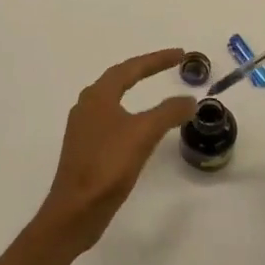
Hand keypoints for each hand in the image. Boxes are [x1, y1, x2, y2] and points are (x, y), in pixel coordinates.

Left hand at [36, 50, 196, 252]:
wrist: (76, 210)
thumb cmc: (107, 166)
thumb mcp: (143, 134)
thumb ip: (168, 112)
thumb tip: (188, 99)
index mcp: (97, 96)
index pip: (130, 68)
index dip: (156, 59)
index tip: (180, 54)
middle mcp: (86, 106)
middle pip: (119, 79)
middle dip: (145, 70)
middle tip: (170, 66)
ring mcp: (84, 129)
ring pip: (114, 101)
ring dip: (136, 92)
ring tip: (157, 92)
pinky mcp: (86, 149)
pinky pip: (112, 121)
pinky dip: (131, 115)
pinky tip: (139, 128)